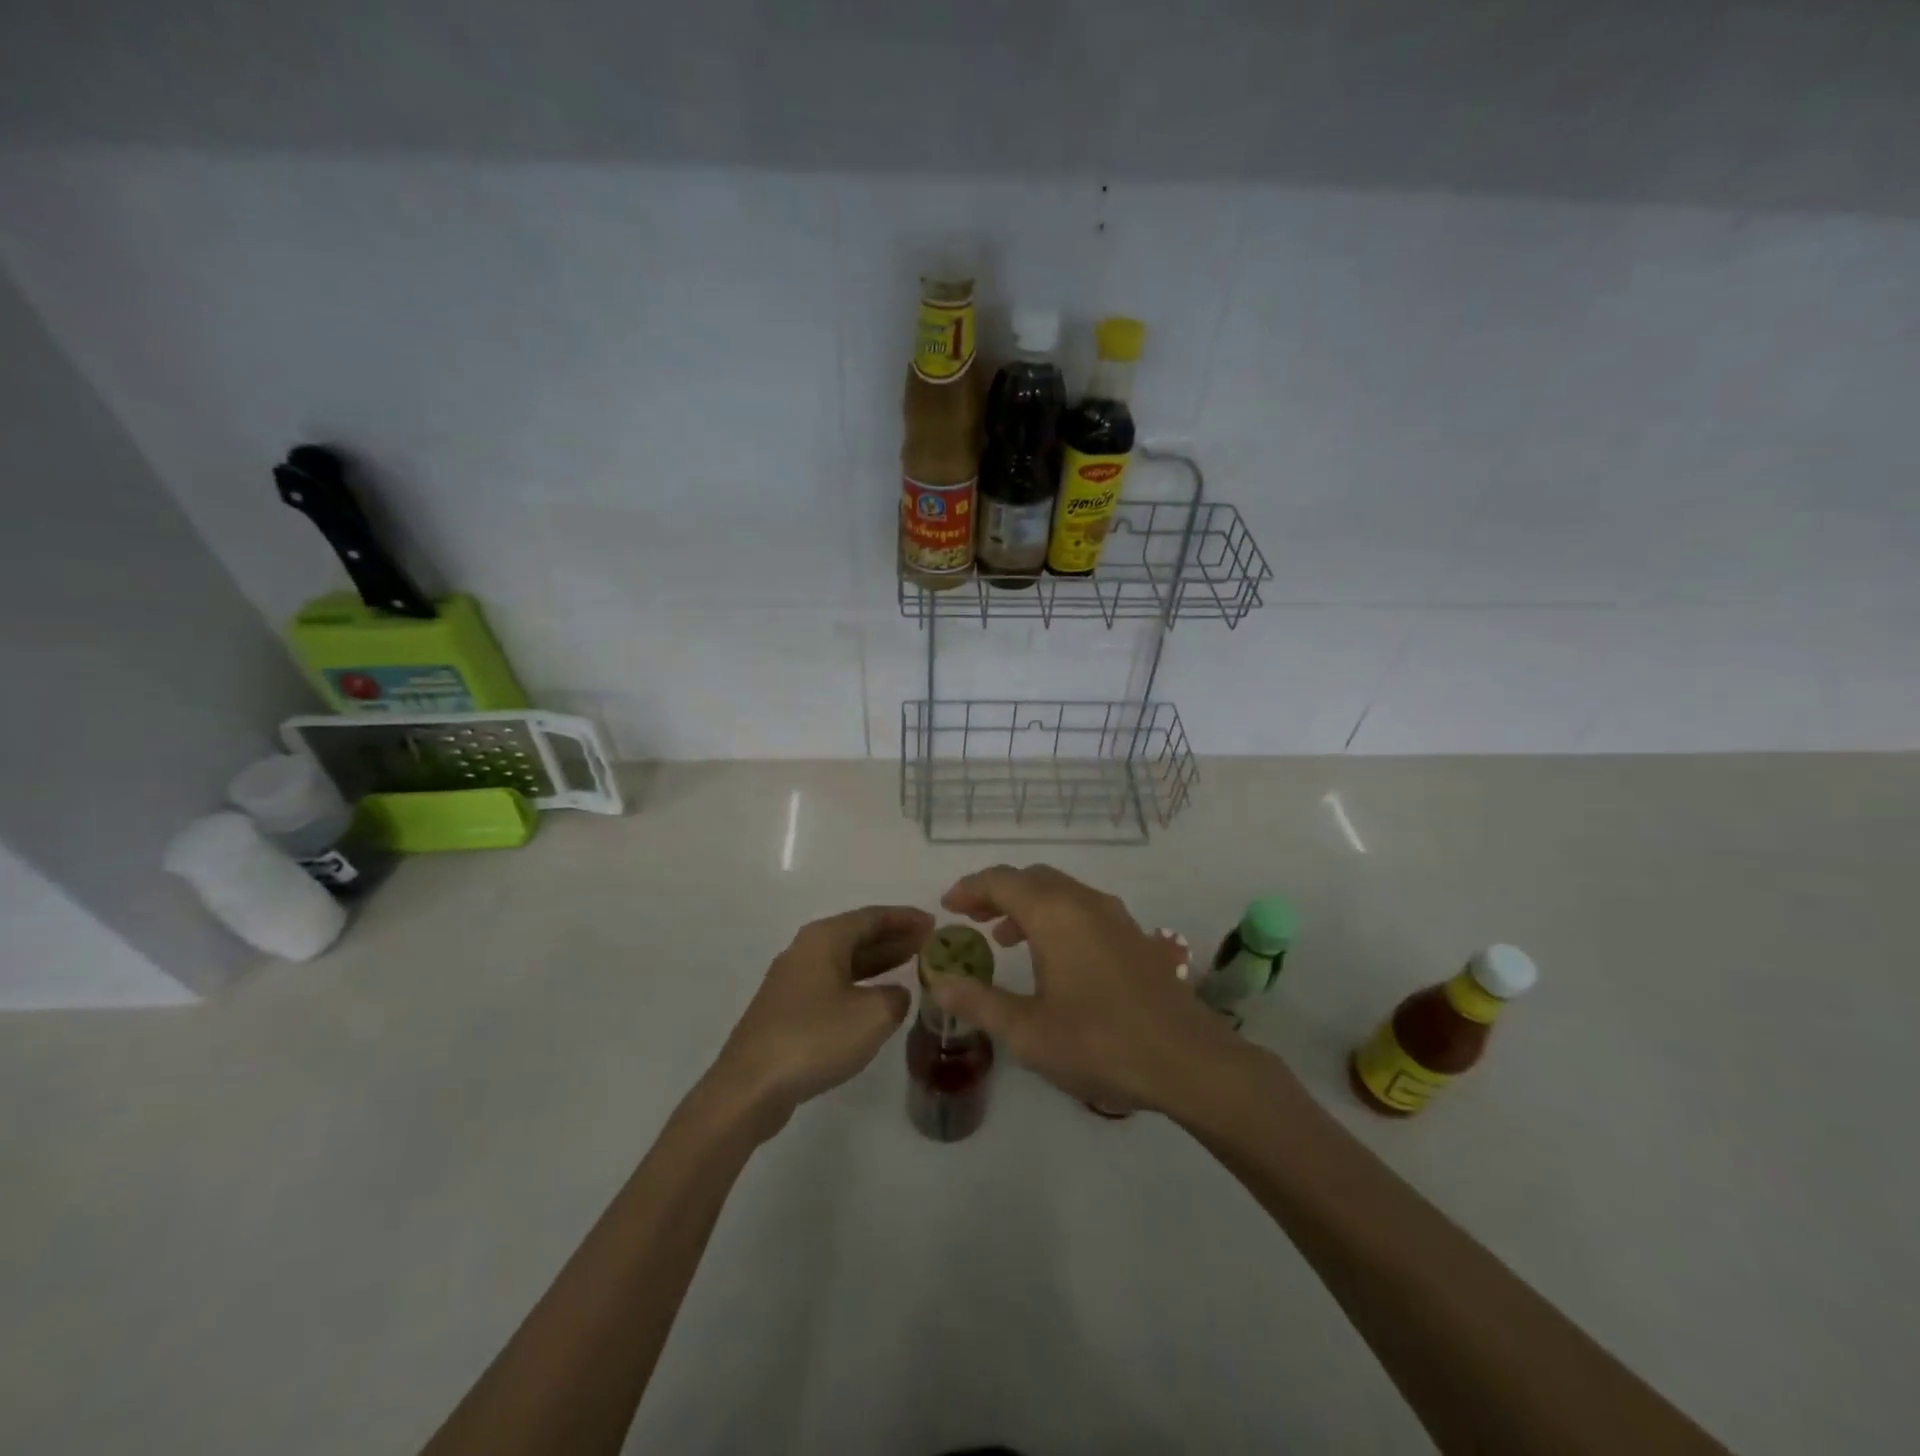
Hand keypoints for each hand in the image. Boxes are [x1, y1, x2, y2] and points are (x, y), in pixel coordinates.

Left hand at [705, 905, 931, 1137]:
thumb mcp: (873, 1016)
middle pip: (857, 935)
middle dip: (894, 937)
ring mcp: (792, 981)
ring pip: (844, 960)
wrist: (750, 1086)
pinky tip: (876, 999)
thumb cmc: (815, 1038)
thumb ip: (896, 998)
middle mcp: (805, 950)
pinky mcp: (787, 1010)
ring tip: (911, 965)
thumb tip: (896, 994)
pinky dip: (859, 983)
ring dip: (878, 961)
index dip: (906, 918)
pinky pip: (833, 983)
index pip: (873, 916)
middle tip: (928, 943)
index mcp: (824, 938)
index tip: (935, 923)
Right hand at [930, 865, 1232, 1114]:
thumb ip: (979, 1001)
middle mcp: (1084, 902)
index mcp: (1054, 914)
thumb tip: (938, 980)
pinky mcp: (1134, 936)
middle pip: (1031, 879)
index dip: (969, 889)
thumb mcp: (1028, 1031)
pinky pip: (1082, 908)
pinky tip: (1051, 956)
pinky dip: (1054, 917)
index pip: (1001, 881)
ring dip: (1026, 904)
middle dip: (996, 892)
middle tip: (970, 918)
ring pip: (1060, 892)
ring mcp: (1115, 916)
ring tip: (1003, 937)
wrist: (1189, 1061)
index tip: (947, 907)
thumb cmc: (1100, 1043)